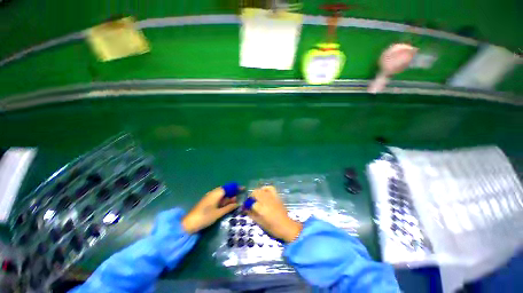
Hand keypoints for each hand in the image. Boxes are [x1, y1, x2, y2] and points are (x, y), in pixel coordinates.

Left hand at [182, 186, 238, 232]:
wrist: (189, 224)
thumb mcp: (218, 213)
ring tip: (236, 202)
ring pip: (222, 195)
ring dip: (229, 197)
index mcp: (216, 193)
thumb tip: (237, 203)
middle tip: (240, 197)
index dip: (236, 187)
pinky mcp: (208, 201)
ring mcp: (210, 197)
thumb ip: (229, 207)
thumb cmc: (205, 217)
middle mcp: (213, 193)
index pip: (229, 187)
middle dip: (233, 193)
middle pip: (226, 190)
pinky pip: (218, 198)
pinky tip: (228, 205)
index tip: (243, 189)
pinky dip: (224, 200)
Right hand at [247, 186, 302, 242]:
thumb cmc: (272, 228)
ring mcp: (272, 197)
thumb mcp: (260, 223)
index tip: (245, 208)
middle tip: (250, 202)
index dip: (246, 205)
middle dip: (251, 197)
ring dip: (257, 193)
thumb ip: (251, 214)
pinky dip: (265, 189)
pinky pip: (270, 188)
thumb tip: (245, 209)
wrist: (286, 226)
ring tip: (256, 197)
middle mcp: (266, 201)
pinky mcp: (276, 196)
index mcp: (261, 209)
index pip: (251, 203)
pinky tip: (264, 192)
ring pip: (261, 190)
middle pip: (255, 193)